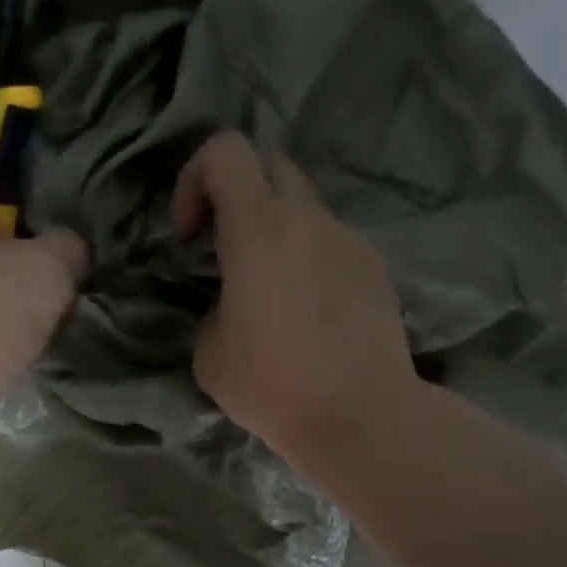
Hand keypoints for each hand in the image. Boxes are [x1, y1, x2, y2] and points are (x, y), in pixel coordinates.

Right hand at [173, 132, 418, 471]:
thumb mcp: (209, 352)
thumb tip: (233, 302)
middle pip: (270, 164)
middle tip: (225, 248)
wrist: (362, 416)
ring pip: (305, 207)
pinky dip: (310, 258)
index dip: (196, 178)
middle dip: (238, 194)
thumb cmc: (273, 386)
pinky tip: (309, 313)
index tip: (190, 234)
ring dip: (277, 230)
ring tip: (270, 291)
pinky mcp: (375, 268)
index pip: (226, 150)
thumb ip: (213, 306)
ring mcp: (349, 240)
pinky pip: (332, 243)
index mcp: (258, 229)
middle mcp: (308, 220)